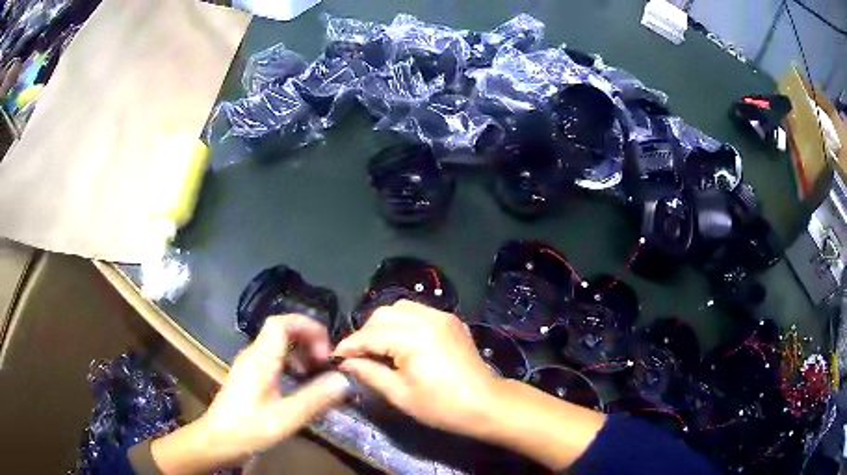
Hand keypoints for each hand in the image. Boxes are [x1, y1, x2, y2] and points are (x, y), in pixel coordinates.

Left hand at [151, 315, 350, 472]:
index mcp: (260, 358)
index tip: (327, 349)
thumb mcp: (285, 418)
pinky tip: (299, 386)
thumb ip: (314, 398)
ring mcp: (249, 365)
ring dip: (300, 354)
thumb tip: (343, 380)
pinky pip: (273, 360)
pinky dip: (291, 365)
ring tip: (316, 376)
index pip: (281, 322)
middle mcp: (253, 355)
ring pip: (278, 346)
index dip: (307, 326)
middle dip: (308, 341)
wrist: (216, 440)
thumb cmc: (248, 428)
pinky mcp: (248, 377)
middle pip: (281, 331)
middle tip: (325, 365)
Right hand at [334, 300, 500, 437]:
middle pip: (383, 315)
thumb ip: (369, 373)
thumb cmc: (442, 406)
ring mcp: (442, 316)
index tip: (336, 357)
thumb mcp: (400, 394)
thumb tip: (346, 362)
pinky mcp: (450, 320)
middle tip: (359, 355)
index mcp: (414, 338)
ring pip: (399, 308)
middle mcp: (427, 318)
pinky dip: (403, 322)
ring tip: (379, 348)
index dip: (350, 345)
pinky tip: (401, 342)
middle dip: (366, 333)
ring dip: (383, 325)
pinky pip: (418, 312)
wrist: (486, 403)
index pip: (370, 335)